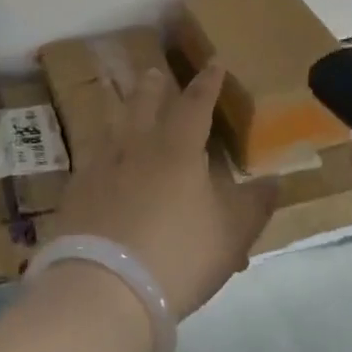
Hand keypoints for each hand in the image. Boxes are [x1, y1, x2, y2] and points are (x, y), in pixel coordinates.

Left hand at [55, 64, 277, 318]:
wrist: (104, 289)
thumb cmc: (178, 255)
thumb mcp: (231, 234)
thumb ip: (254, 205)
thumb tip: (275, 180)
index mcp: (178, 149)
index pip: (196, 104)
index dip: (207, 83)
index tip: (213, 62)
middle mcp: (137, 147)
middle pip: (144, 105)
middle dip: (153, 87)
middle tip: (154, 72)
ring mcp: (101, 169)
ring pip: (113, 128)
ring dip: (122, 112)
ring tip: (123, 106)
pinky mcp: (76, 194)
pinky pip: (90, 161)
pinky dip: (99, 153)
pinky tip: (97, 162)